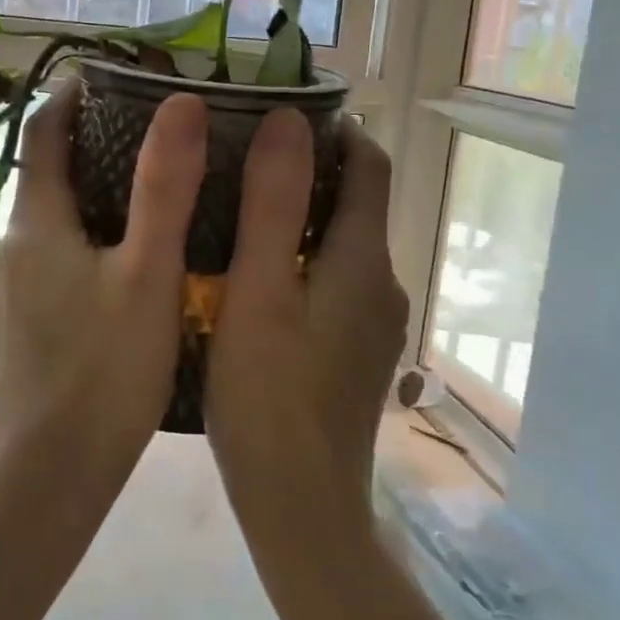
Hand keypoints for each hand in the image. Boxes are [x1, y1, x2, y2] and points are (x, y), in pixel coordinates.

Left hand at [0, 80, 207, 521]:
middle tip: (150, 135)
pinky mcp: (17, 326)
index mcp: (34, 224)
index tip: (109, 77)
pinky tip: (122, 266)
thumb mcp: (149, 273)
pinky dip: (81, 240)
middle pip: (44, 175)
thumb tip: (181, 105)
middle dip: (89, 146)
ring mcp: (8, 291)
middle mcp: (9, 248)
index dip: (69, 96)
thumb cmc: (105, 372)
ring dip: (87, 197)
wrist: (50, 477)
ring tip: (147, 195)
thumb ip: (166, 187)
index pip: (42, 133)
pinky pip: (48, 260)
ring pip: (48, 222)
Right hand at [204, 112, 407, 549]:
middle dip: (309, 168)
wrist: (301, 507)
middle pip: (357, 201)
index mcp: (363, 259)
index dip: (335, 128)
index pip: (370, 164)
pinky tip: (253, 274)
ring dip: (301, 214)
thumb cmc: (267, 395)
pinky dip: (302, 257)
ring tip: (236, 206)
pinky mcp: (356, 351)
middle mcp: (383, 282)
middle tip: (241, 155)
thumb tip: (289, 119)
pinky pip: (334, 280)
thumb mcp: (258, 290)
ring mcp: (373, 322)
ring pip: (342, 243)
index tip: (280, 112)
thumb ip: (273, 202)